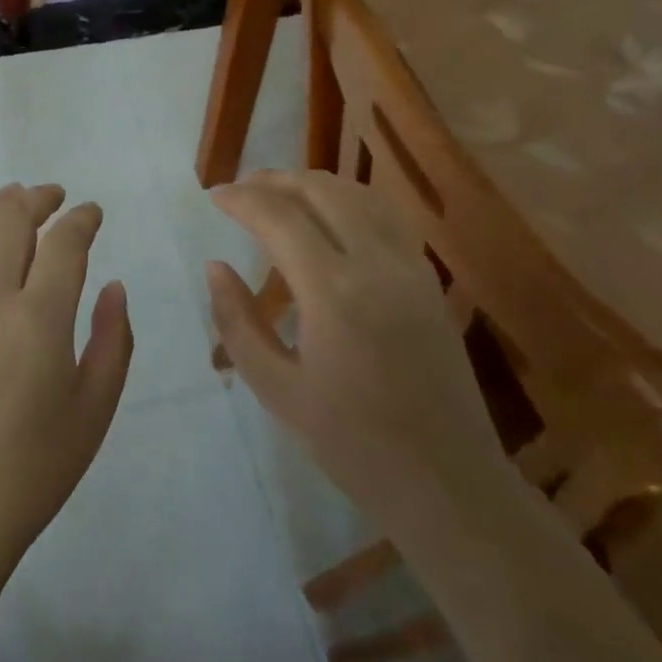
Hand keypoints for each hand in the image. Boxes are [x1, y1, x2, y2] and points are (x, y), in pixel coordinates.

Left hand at [0, 184, 133, 593]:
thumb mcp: (94, 411)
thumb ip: (112, 341)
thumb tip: (114, 286)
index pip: (63, 243)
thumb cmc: (32, 470)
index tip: (93, 212)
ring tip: (14, 198)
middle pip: (9, 220)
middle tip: (56, 197)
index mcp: (37, 321)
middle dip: (38, 198)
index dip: (82, 219)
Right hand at [207, 171, 513, 541]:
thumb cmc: (352, 445)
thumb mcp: (277, 390)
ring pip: (358, 194)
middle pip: (321, 191)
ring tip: (279, 193)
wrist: (448, 482)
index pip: (279, 218)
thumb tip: (215, 266)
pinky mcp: (429, 278)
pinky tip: (331, 215)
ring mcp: (410, 267)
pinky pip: (386, 216)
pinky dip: (349, 199)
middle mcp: (376, 265)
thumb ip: (238, 322)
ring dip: (313, 184)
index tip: (214, 195)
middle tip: (241, 190)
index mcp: (333, 294)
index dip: (242, 198)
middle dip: (274, 180)